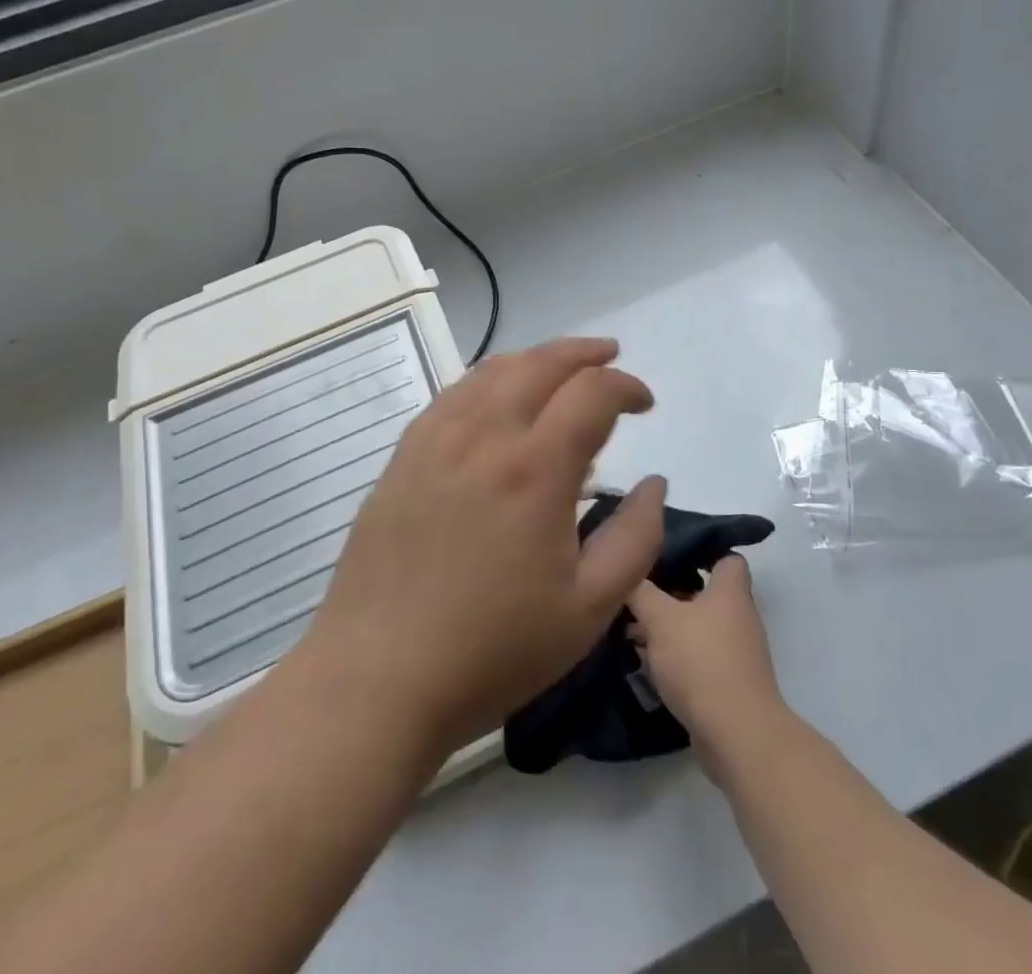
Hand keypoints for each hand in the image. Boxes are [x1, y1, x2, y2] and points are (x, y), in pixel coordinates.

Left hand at [307, 337, 667, 756]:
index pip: (592, 393)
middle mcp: (485, 435)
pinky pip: (455, 393)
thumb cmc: (492, 650)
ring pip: (494, 370)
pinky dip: (490, 379)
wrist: (377, 678)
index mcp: (535, 468)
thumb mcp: (589, 610)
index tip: (644, 405)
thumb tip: (654, 483)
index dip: (626, 386)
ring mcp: (436, 439)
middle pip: (541, 363)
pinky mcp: (404, 455)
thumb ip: (635, 538)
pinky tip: (498, 397)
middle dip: (584, 353)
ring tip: (560, 369)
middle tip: (610, 357)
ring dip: (537, 359)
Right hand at [628, 554, 782, 778]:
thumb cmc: (701, 661)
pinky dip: (677, 657)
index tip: (669, 552)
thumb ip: (641, 591)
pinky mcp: (730, 683)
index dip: (701, 550)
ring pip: (699, 627)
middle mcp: (739, 616)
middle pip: (706, 592)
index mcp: (730, 591)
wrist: (737, 733)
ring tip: (633, 629)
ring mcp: (737, 652)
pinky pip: (700, 658)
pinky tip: (648, 663)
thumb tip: (628, 572)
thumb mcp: (660, 619)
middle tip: (639, 592)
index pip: (726, 556)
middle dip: (672, 592)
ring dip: (671, 628)